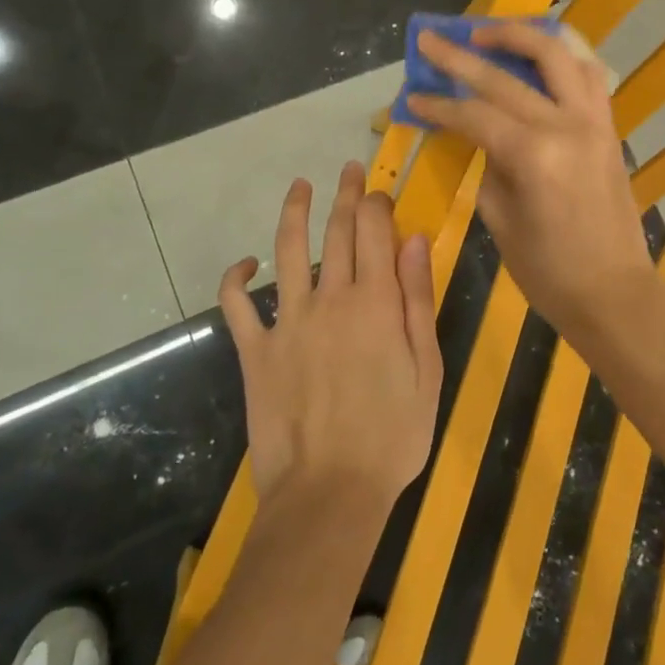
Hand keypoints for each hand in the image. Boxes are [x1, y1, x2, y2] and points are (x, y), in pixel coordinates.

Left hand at [219, 163, 442, 516]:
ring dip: (293, 212)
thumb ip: (418, 299)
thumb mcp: (427, 368)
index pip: (374, 231)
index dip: (377, 203)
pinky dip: (236, 278)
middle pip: (335, 230)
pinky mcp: (255, 351)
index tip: (380, 191)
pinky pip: (237, 305)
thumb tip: (415, 239)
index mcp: (375, 302)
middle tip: (347, 170)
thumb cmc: (393, 436)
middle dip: (344, 194)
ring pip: (286, 250)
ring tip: (299, 186)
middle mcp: (330, 298)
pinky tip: (245, 263)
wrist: (330, 495)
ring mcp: (287, 322)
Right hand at [407, 22, 652, 330]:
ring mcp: (594, 121)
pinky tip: (540, 56)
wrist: (615, 294)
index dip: (438, 106)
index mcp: (534, 155)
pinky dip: (563, 58)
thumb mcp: (501, 222)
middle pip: (505, 77)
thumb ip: (488, 167)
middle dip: (460, 56)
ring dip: (519, 36)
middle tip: (431, 39)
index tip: (411, 97)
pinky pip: (589, 76)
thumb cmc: (549, 271)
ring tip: (486, 33)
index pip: (474, 114)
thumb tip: (479, 136)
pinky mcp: (609, 128)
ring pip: (558, 55)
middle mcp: (566, 125)